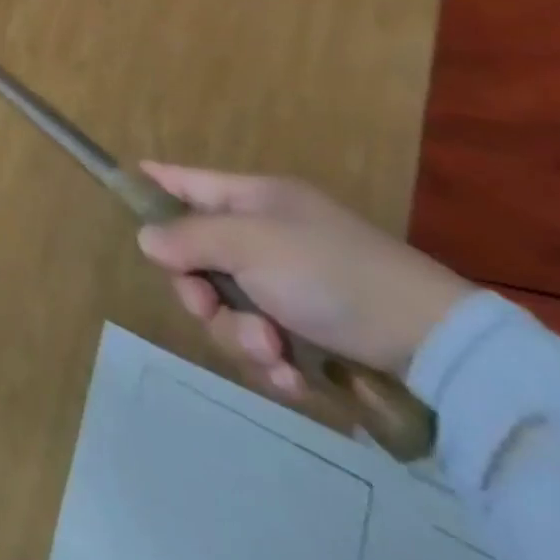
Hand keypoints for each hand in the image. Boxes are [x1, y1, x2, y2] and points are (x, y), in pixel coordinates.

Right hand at [136, 163, 471, 394]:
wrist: (436, 346)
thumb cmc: (331, 272)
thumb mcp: (250, 244)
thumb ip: (189, 238)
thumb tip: (147, 239)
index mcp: (250, 200)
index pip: (184, 180)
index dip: (153, 182)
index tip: (123, 183)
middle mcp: (262, 238)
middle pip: (196, 258)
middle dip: (200, 293)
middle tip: (211, 309)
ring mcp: (285, 286)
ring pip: (226, 309)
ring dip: (239, 336)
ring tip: (275, 355)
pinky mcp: (308, 333)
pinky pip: (261, 344)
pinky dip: (271, 364)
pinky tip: (293, 379)